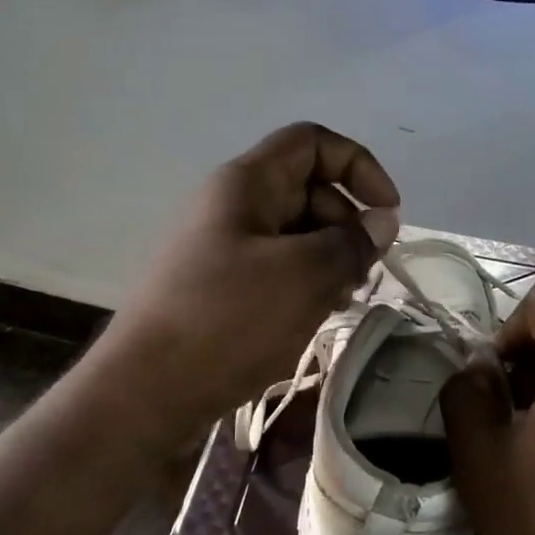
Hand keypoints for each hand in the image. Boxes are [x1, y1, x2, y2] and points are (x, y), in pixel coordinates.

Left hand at [86, 122, 400, 454]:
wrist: (146, 390)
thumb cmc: (227, 320)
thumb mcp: (303, 276)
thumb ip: (351, 243)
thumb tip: (383, 221)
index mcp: (246, 183)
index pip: (313, 143)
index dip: (358, 165)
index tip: (387, 214)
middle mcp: (233, 205)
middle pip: (307, 189)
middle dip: (346, 223)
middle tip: (363, 273)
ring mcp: (223, 247)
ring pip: (294, 232)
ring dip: (329, 258)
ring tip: (340, 300)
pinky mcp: (219, 286)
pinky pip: (275, 267)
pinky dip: (304, 282)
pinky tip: (313, 316)